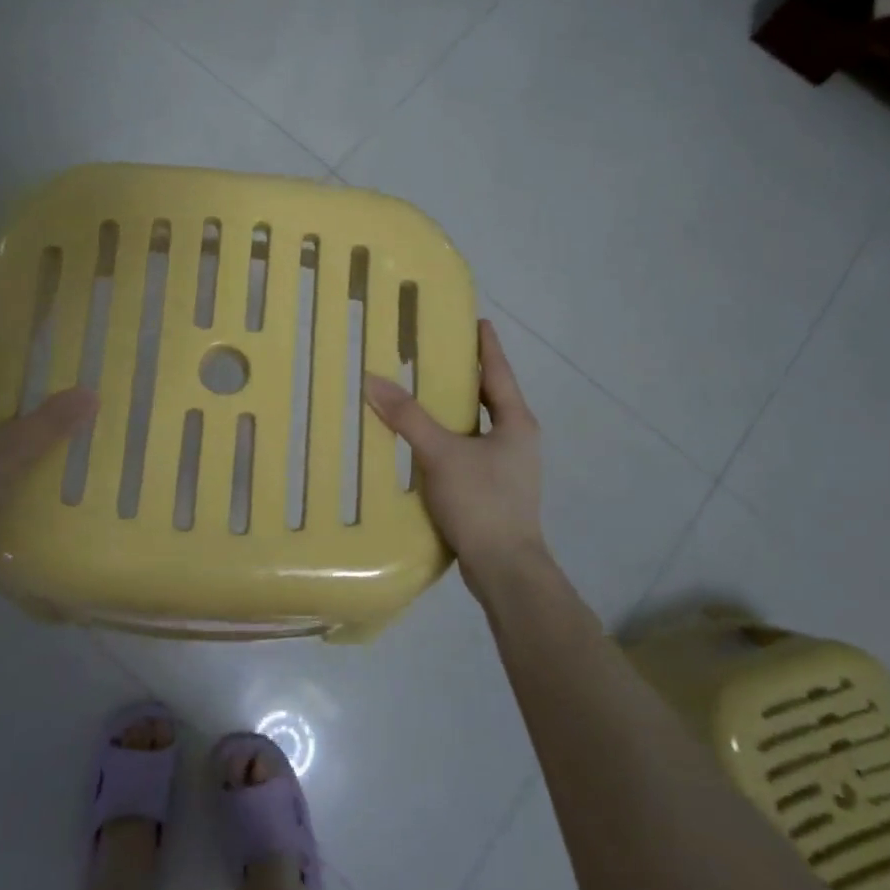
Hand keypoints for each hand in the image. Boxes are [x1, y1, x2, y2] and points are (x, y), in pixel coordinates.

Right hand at [364, 320, 549, 591]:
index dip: (486, 345)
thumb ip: (408, 417)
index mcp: (515, 421)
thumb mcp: (441, 454)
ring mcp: (508, 467)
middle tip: (435, 354)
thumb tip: (372, 380)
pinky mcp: (493, 490)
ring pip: (477, 426)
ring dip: (454, 410)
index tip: (475, 321)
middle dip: (465, 376)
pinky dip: (449, 439)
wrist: (505, 569)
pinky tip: (423, 444)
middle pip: (489, 396)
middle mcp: (516, 439)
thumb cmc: (482, 502)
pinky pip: (469, 451)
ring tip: (422, 394)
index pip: (499, 371)